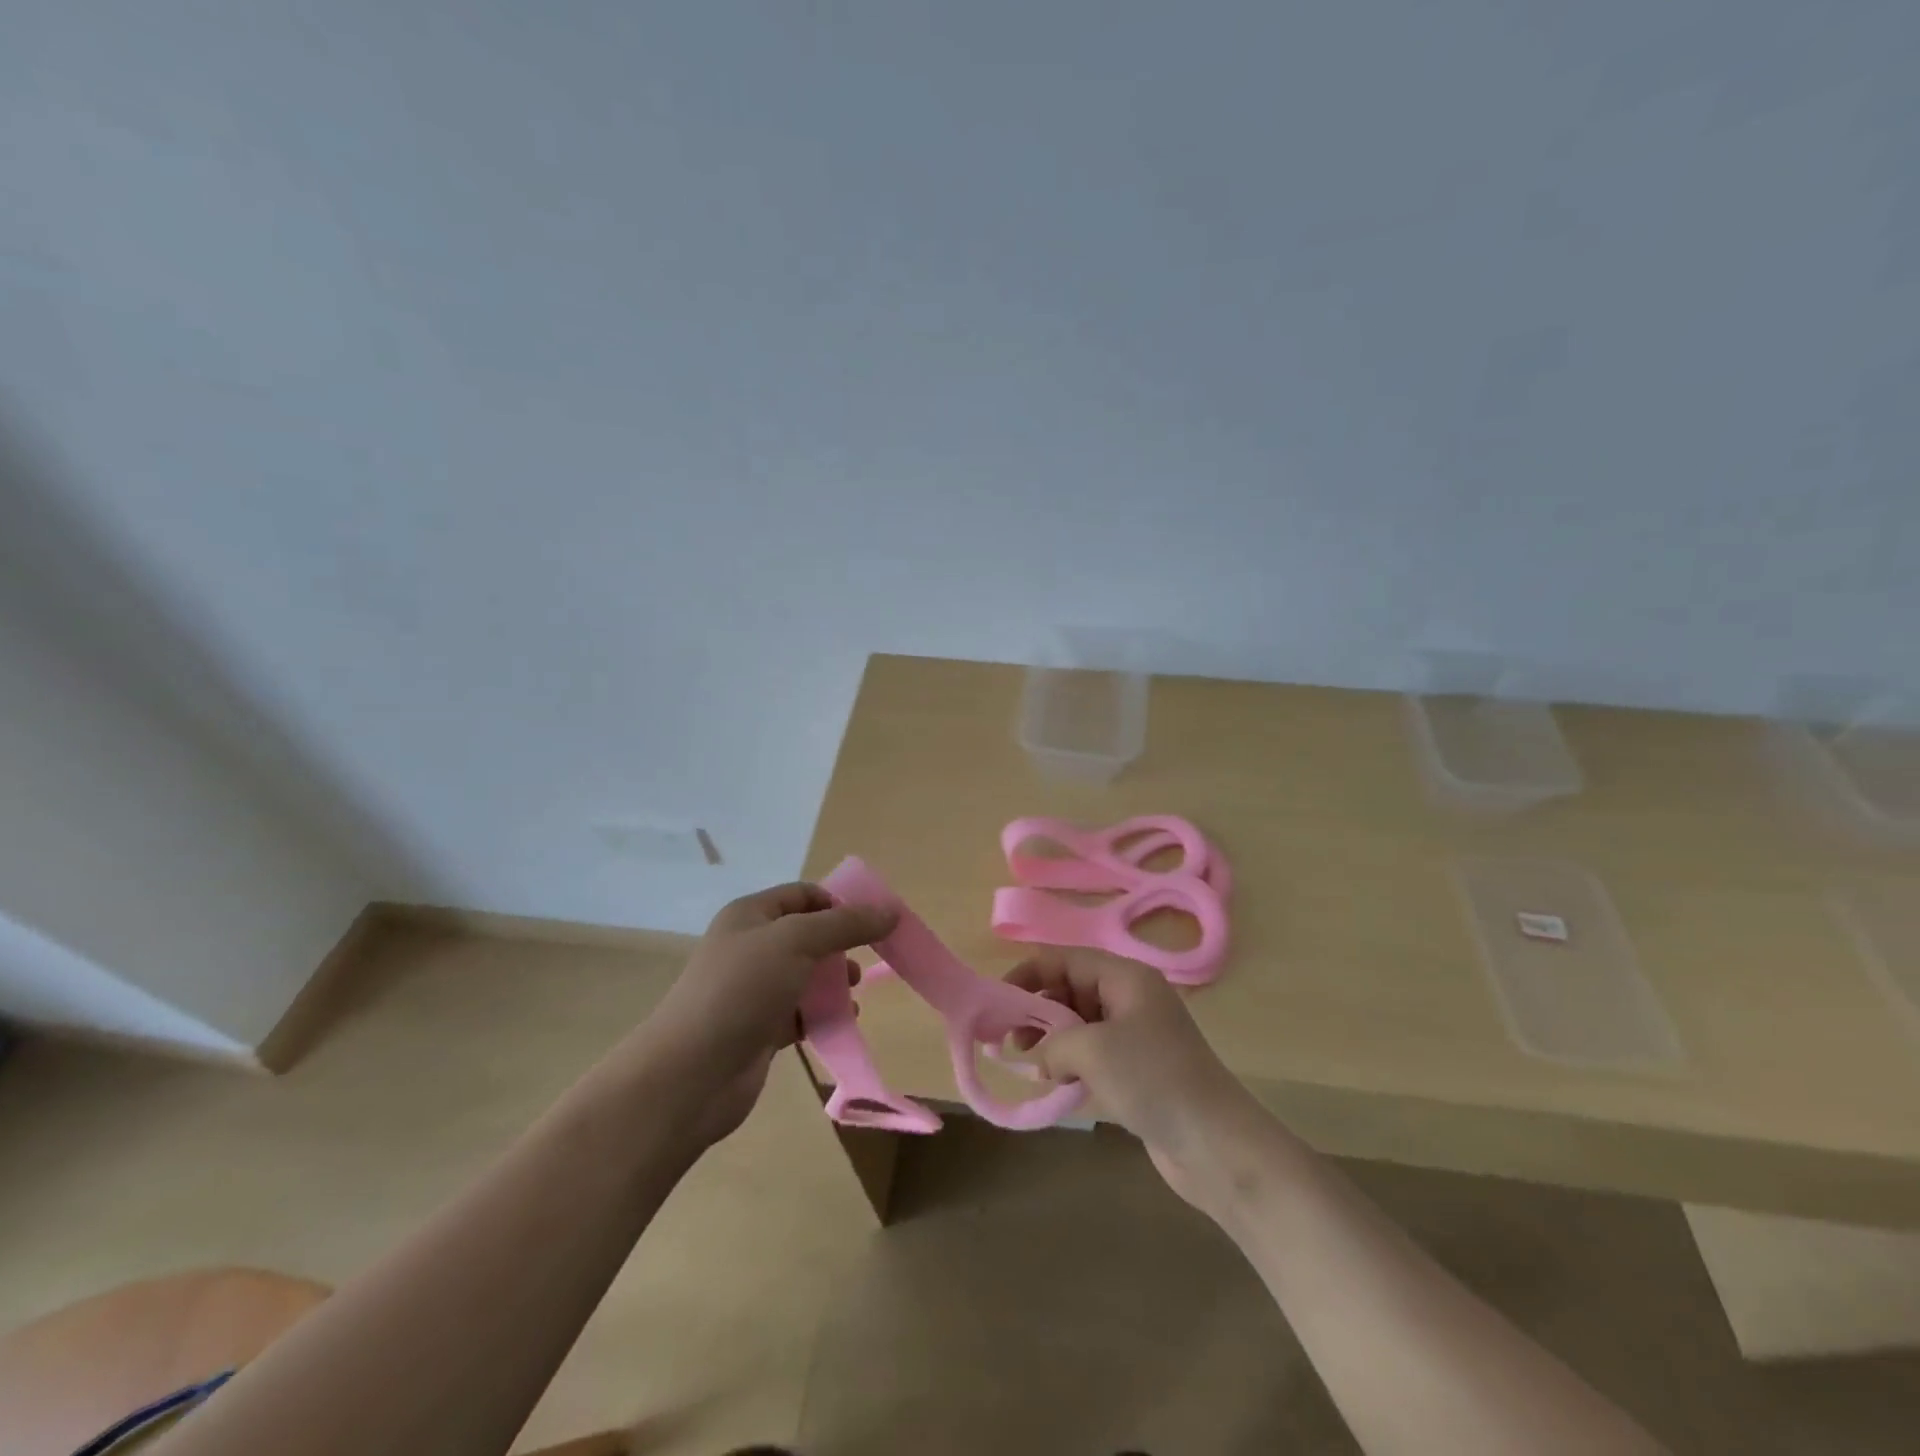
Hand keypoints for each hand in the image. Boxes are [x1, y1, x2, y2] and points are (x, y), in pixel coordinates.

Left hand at [633, 882, 896, 1148]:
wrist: (691, 1074)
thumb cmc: (742, 990)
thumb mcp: (797, 941)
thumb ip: (846, 924)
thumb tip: (890, 911)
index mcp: (750, 915)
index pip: (803, 895)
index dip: (838, 903)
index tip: (874, 923)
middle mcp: (749, 947)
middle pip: (806, 935)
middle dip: (840, 945)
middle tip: (867, 960)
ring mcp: (752, 991)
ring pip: (805, 976)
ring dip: (833, 982)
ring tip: (854, 993)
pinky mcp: (758, 1030)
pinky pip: (799, 1013)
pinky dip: (821, 1015)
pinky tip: (842, 1022)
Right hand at [1008, 948, 1264, 1213]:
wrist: (1215, 1143)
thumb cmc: (1153, 1079)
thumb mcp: (1092, 1049)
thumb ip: (1053, 1042)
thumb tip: (1040, 1059)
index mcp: (1126, 977)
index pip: (1066, 959)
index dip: (1029, 973)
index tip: (997, 1000)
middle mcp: (1131, 998)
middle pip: (1071, 988)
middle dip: (1037, 1009)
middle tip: (1008, 1039)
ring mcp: (1136, 1035)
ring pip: (1080, 1023)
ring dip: (1051, 1039)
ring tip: (1027, 1064)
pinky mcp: (1138, 1070)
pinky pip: (1093, 1054)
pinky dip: (1070, 1063)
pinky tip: (1054, 1084)